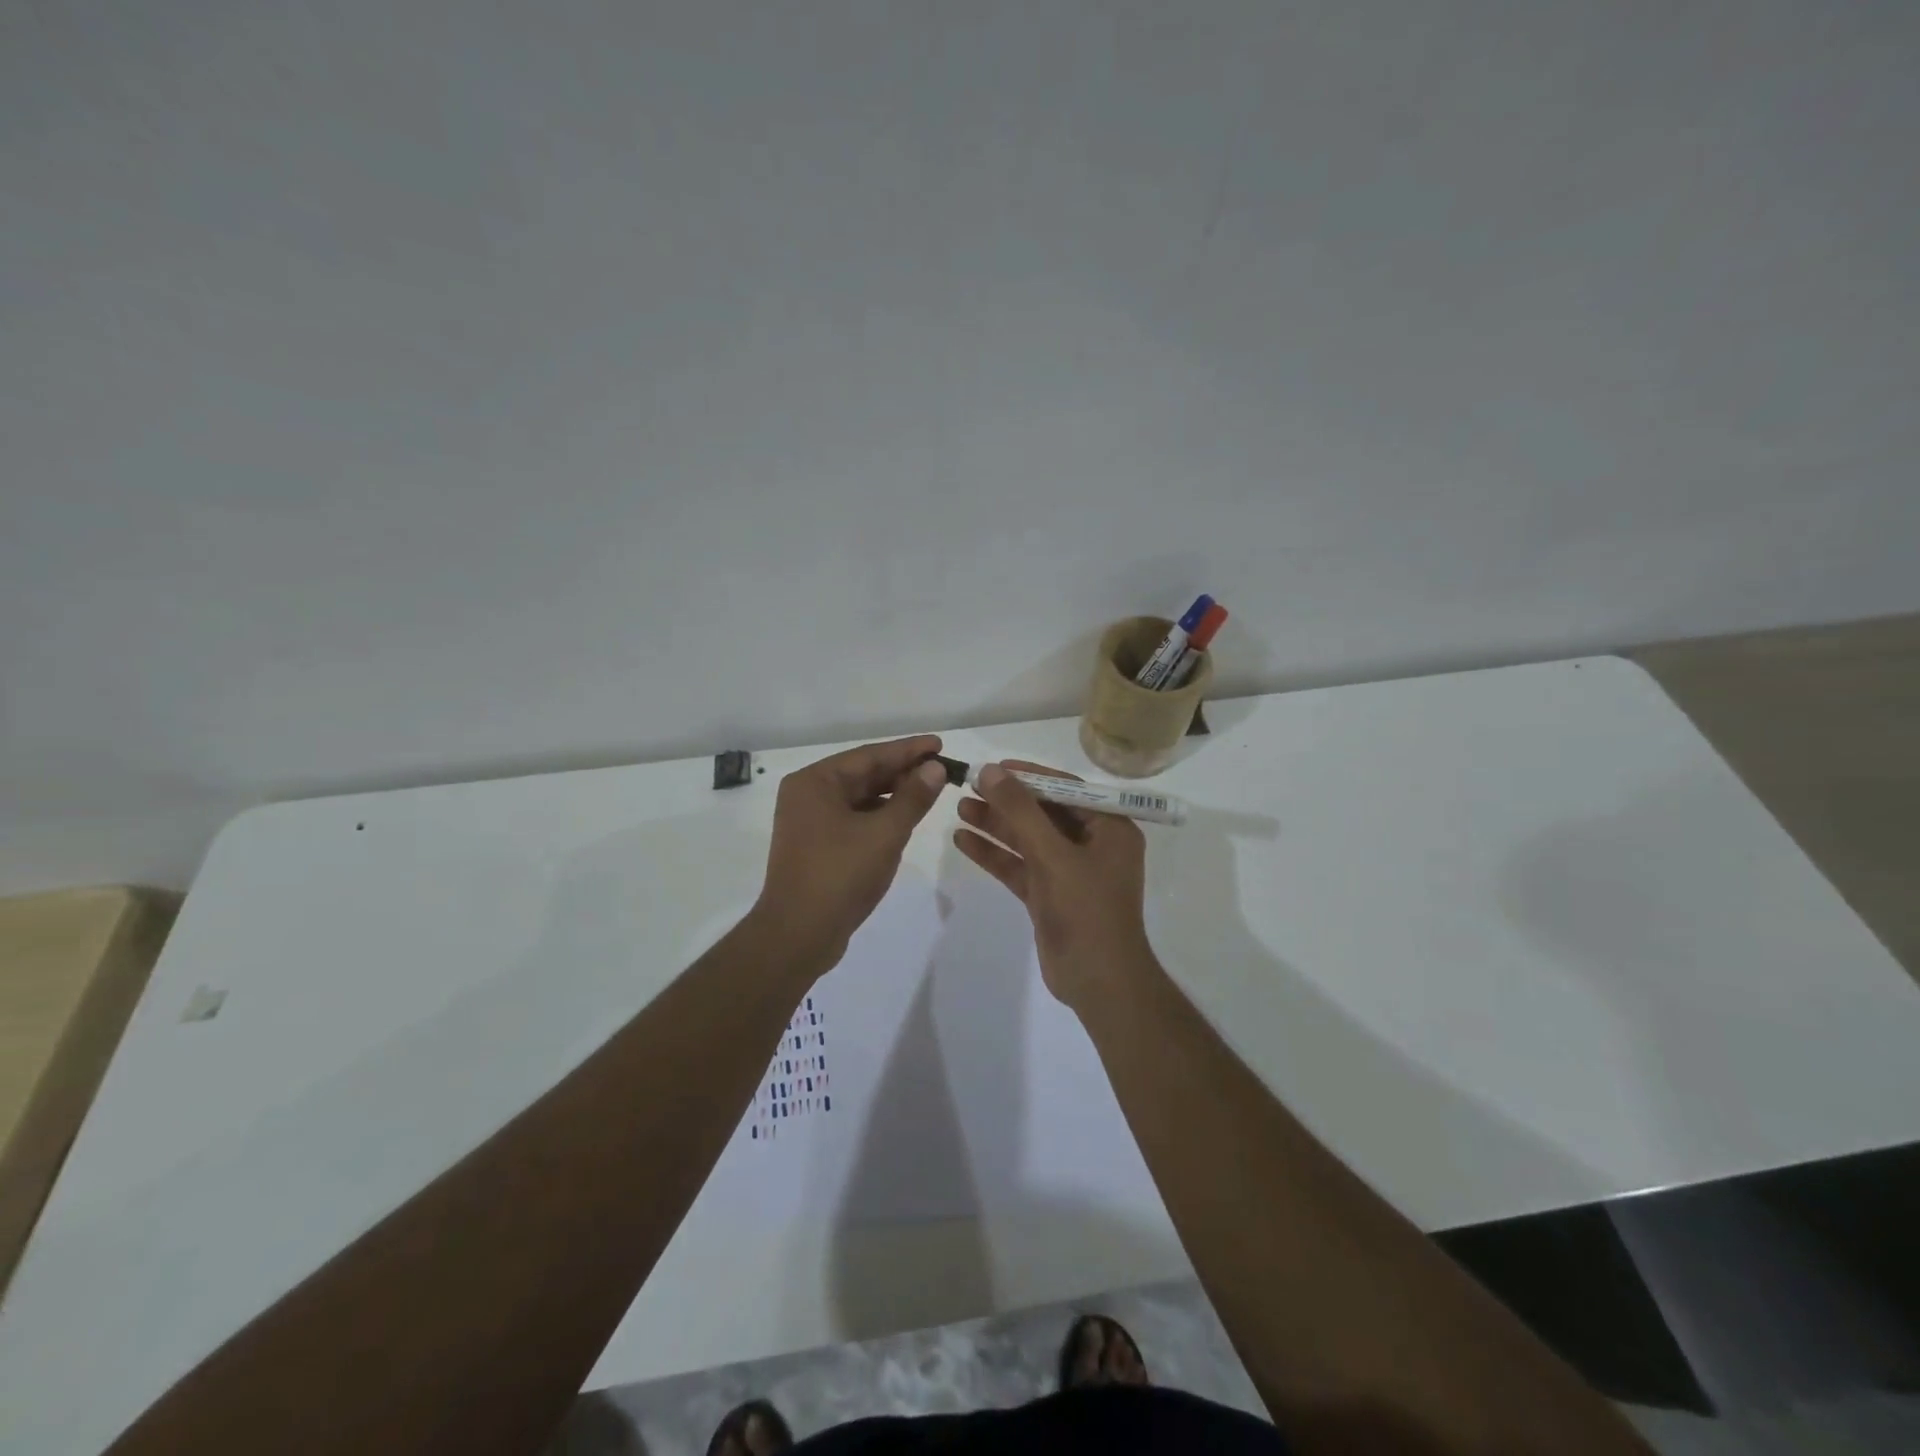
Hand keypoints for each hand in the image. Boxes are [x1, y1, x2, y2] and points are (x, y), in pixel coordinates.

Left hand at [752, 734, 948, 974]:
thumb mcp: (885, 833)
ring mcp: (809, 822)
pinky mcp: (817, 846)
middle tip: (942, 768)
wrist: (798, 935)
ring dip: (893, 794)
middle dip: (903, 772)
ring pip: (859, 798)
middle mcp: (807, 795)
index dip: (908, 750)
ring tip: (930, 791)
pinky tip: (904, 819)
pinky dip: (879, 816)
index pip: (869, 756)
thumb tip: (935, 768)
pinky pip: (853, 819)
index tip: (939, 744)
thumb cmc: (840, 875)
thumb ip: (913, 798)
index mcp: (815, 782)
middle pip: (863, 774)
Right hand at [953, 761, 1153, 1010]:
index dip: (1030, 776)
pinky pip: (1020, 866)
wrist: (1099, 982)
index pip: (1066, 789)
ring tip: (959, 808)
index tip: (994, 767)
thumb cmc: (1087, 910)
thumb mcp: (1053, 855)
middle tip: (969, 786)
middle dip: (1007, 801)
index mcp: (1110, 828)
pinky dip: (995, 855)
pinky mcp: (1050, 896)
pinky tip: (964, 841)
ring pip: (1028, 840)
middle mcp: (1092, 845)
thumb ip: (1021, 812)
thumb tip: (990, 771)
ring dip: (996, 825)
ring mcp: (1070, 872)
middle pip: (1044, 813)